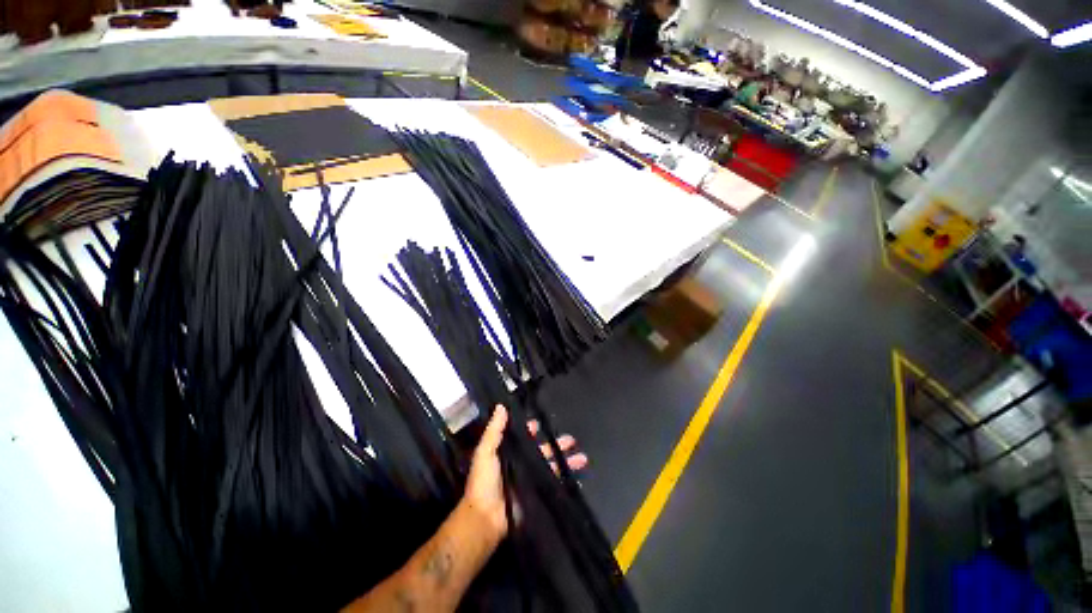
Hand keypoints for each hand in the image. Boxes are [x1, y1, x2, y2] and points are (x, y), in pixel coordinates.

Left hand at [462, 405, 589, 543]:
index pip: (523, 437)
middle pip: (542, 450)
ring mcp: (529, 479)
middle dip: (557, 444)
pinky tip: (578, 479)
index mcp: (507, 452)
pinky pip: (552, 484)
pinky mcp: (535, 493)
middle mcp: (520, 463)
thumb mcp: (485, 452)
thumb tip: (501, 406)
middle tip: (571, 440)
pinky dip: (564, 481)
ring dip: (566, 461)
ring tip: (583, 458)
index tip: (540, 423)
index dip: (531, 429)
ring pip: (551, 466)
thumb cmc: (484, 482)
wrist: (486, 519)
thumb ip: (494, 430)